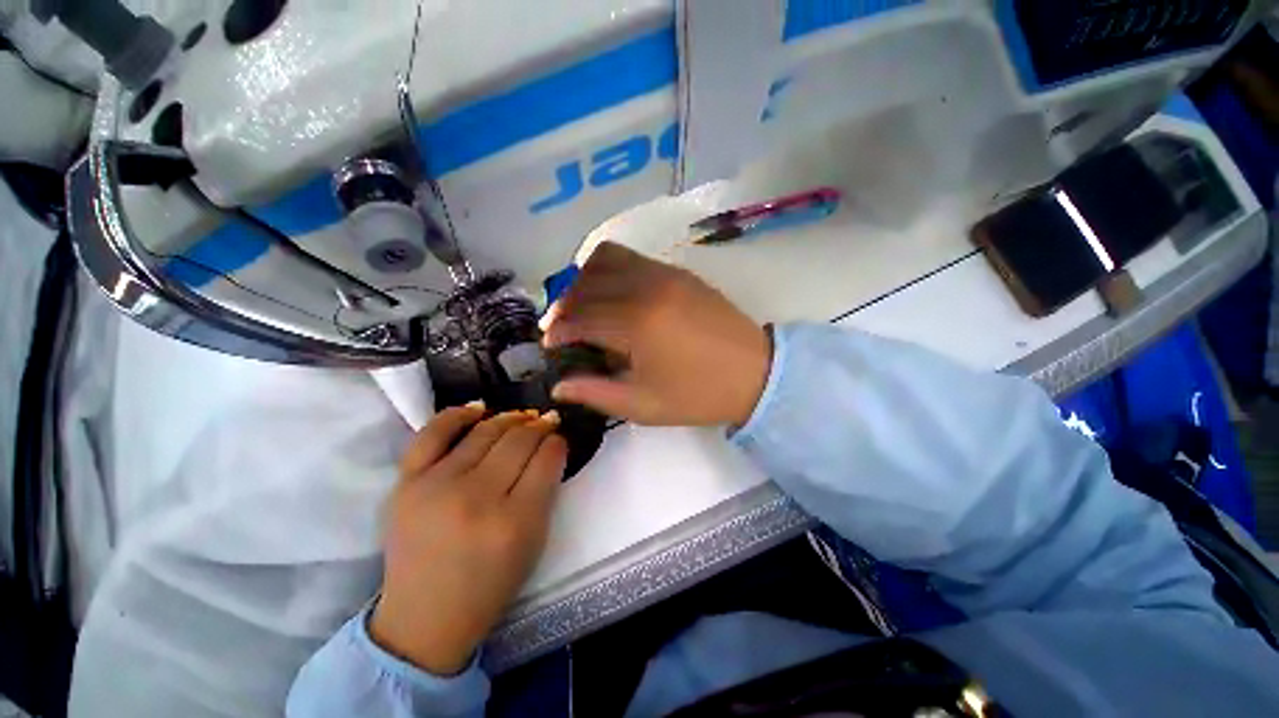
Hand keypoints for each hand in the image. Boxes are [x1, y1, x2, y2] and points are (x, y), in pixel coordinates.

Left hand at [370, 405, 566, 674]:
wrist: (425, 617)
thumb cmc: (490, 583)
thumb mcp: (534, 541)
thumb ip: (547, 490)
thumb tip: (550, 446)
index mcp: (515, 521)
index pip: (546, 459)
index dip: (557, 442)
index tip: (559, 437)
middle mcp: (476, 498)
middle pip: (518, 441)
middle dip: (539, 426)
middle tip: (546, 422)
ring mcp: (436, 487)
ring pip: (485, 432)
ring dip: (511, 418)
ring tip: (522, 417)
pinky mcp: (406, 484)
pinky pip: (433, 434)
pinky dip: (458, 414)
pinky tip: (479, 407)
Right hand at [542, 242, 771, 426]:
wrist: (755, 373)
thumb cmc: (698, 395)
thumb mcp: (643, 405)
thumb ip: (596, 393)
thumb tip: (559, 387)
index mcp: (636, 325)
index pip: (580, 317)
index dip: (558, 330)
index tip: (549, 344)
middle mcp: (645, 288)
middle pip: (586, 284)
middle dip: (565, 305)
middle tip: (562, 328)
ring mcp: (663, 273)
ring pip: (605, 259)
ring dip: (585, 281)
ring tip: (584, 306)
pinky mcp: (677, 271)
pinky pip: (631, 257)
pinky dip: (610, 269)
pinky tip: (613, 293)